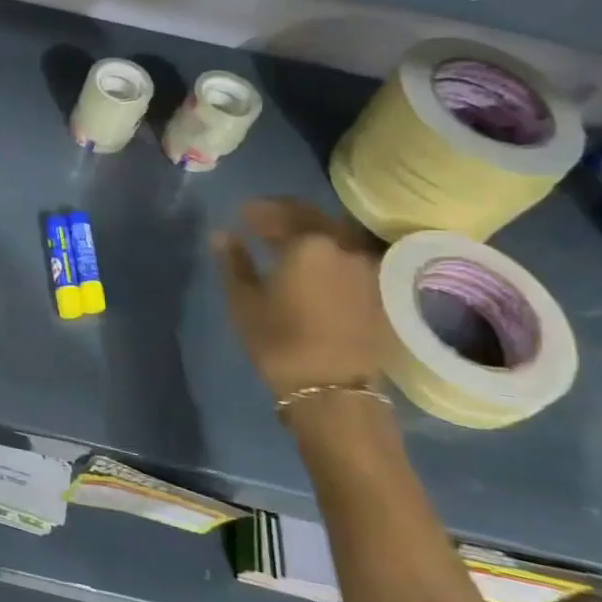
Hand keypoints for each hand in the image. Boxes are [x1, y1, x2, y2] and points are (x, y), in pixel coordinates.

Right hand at [214, 198, 388, 407]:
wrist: (332, 390)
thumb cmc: (279, 341)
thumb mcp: (243, 301)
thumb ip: (233, 261)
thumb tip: (222, 234)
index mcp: (309, 243)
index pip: (282, 212)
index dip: (259, 210)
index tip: (241, 213)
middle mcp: (344, 247)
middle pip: (313, 219)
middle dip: (286, 217)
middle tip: (263, 223)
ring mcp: (367, 269)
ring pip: (335, 238)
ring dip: (310, 234)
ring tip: (288, 245)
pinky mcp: (380, 292)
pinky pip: (349, 259)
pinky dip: (329, 255)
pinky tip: (314, 268)